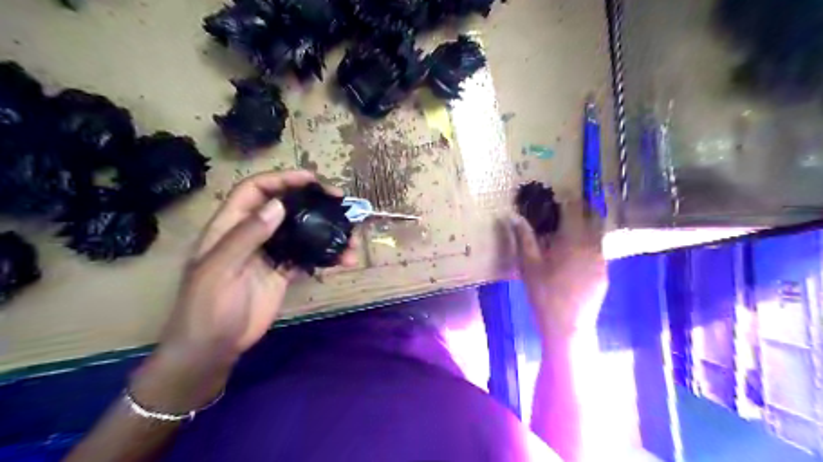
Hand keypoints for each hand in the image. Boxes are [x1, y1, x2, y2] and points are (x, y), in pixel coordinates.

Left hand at [131, 170, 356, 411]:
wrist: (213, 348)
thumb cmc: (207, 307)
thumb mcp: (219, 269)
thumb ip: (247, 236)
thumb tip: (278, 205)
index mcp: (230, 226)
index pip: (255, 190)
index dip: (282, 179)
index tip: (311, 179)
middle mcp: (252, 234)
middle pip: (284, 207)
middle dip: (312, 201)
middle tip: (340, 203)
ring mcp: (270, 254)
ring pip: (301, 232)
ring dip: (327, 233)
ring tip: (351, 240)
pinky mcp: (283, 272)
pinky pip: (307, 257)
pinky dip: (326, 256)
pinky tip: (343, 261)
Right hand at [513, 201, 606, 339]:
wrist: (567, 325)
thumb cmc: (544, 293)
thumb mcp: (529, 265)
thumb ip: (524, 238)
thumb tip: (514, 217)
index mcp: (572, 240)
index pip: (574, 209)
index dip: (567, 200)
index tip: (558, 197)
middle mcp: (592, 245)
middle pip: (592, 217)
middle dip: (580, 209)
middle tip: (564, 211)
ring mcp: (601, 259)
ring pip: (597, 234)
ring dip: (585, 227)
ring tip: (568, 233)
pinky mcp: (604, 272)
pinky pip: (598, 250)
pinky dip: (588, 244)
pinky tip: (575, 256)